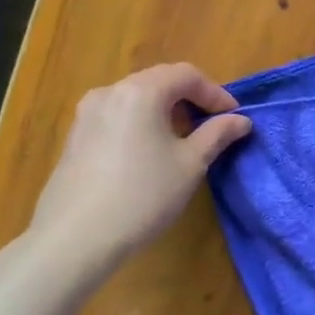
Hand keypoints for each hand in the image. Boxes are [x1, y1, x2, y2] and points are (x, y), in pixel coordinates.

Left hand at [27, 63, 251, 274]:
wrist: (74, 239)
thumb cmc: (143, 195)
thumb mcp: (191, 164)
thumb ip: (217, 134)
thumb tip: (240, 121)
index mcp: (141, 92)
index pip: (186, 75)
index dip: (215, 93)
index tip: (234, 118)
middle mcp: (110, 92)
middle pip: (159, 81)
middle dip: (191, 99)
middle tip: (213, 125)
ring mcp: (87, 114)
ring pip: (136, 98)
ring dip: (166, 111)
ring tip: (185, 139)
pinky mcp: (75, 137)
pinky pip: (118, 116)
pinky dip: (142, 123)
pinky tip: (151, 153)